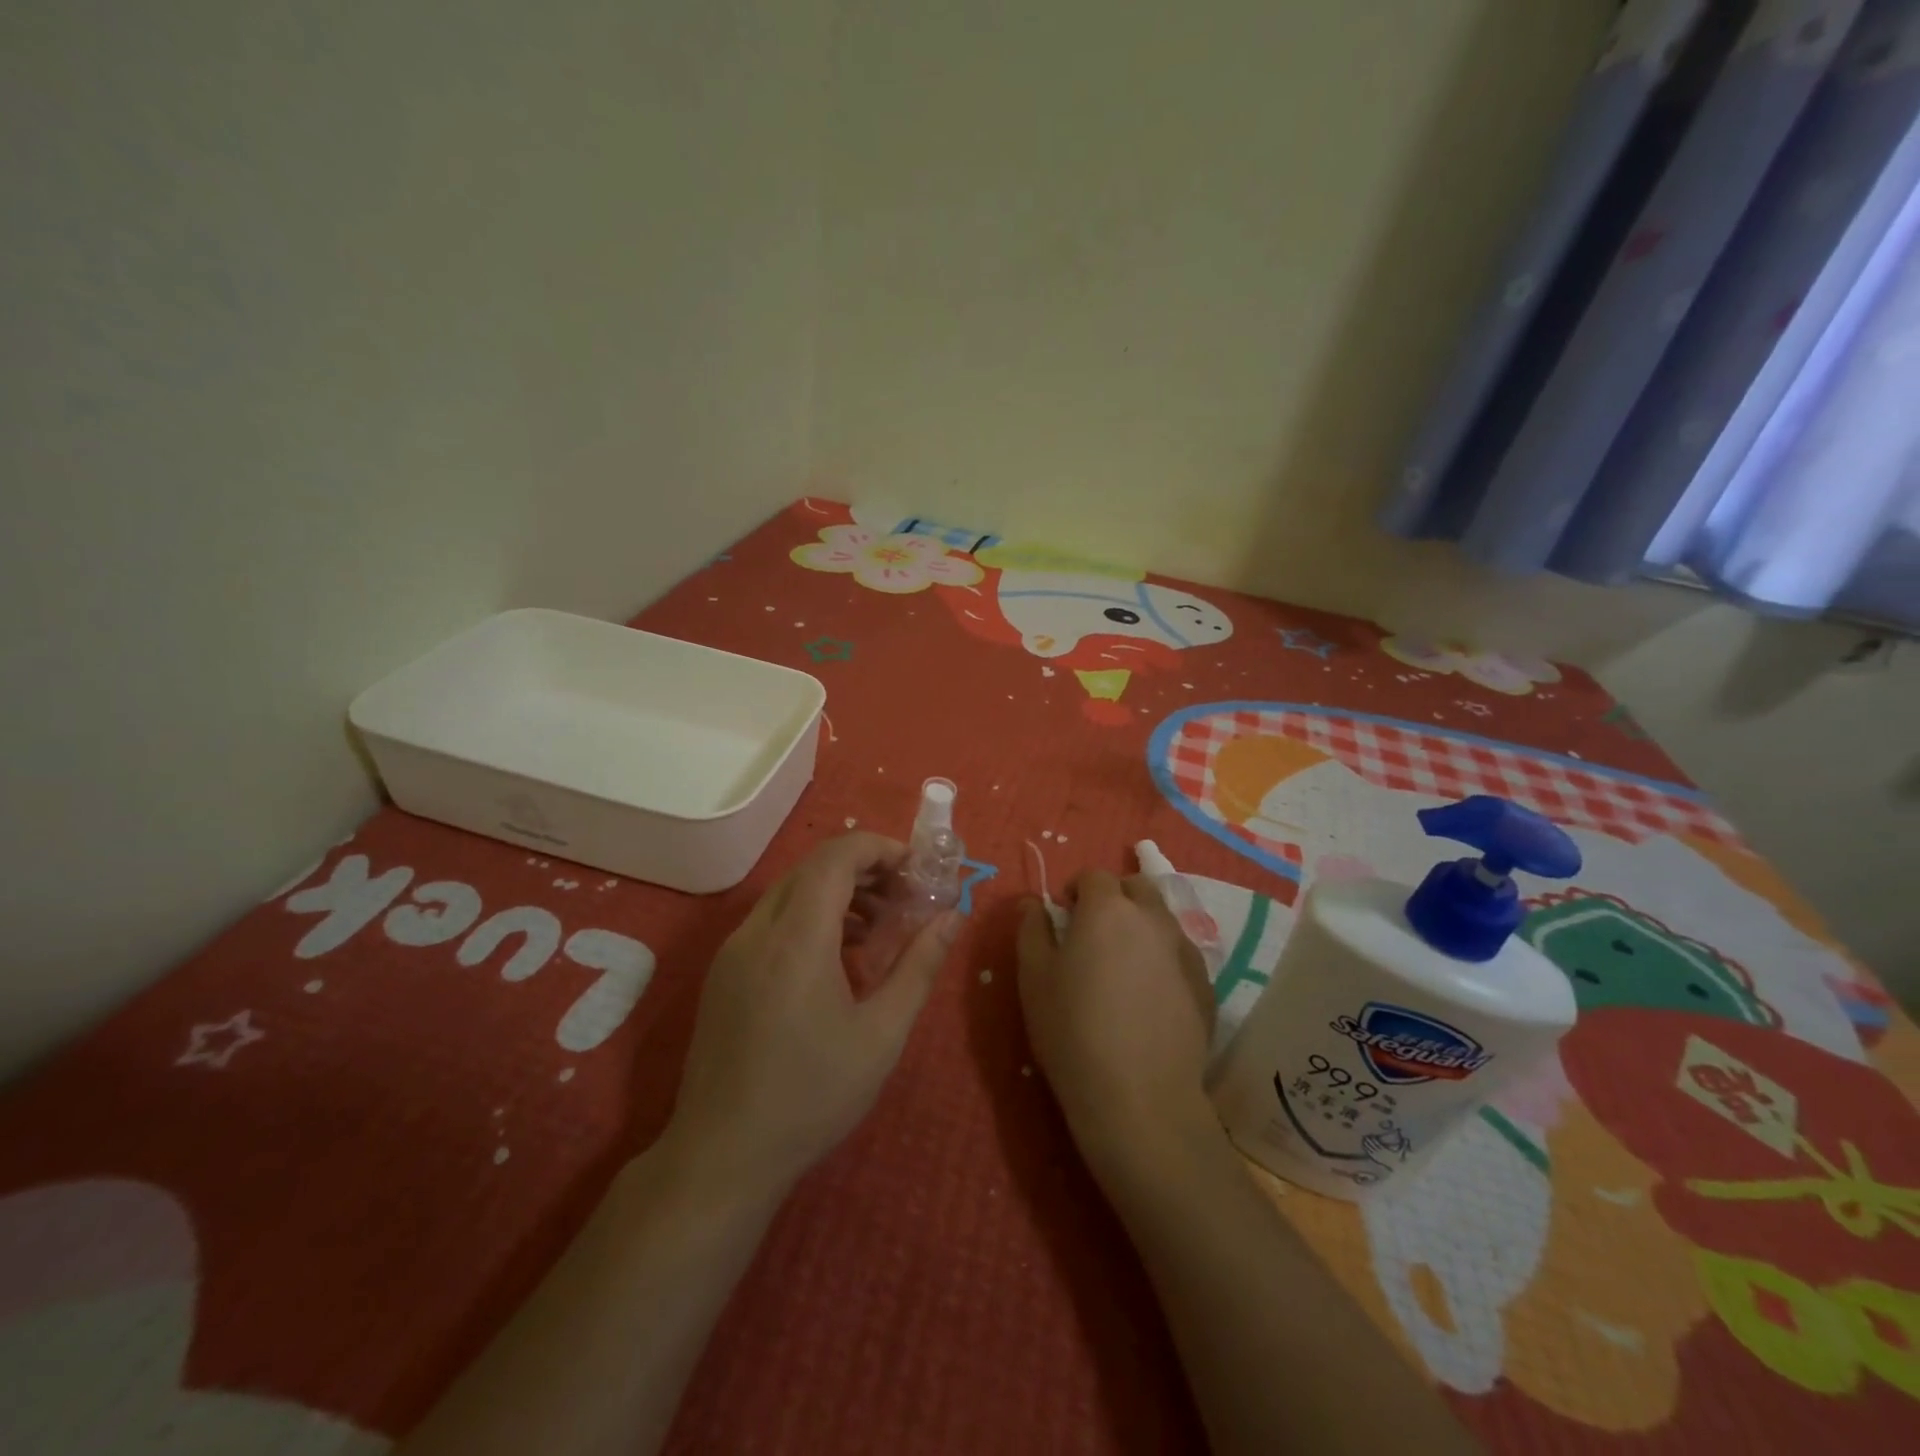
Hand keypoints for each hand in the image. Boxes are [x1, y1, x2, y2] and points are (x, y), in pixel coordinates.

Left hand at [666, 832, 960, 1201]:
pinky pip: (771, 919)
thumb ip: (920, 966)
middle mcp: (757, 931)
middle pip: (813, 868)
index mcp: (796, 939)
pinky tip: (837, 955)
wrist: (723, 1156)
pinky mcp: (724, 972)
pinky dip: (810, 915)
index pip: (836, 857)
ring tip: (878, 927)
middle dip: (864, 868)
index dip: (879, 848)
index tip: (916, 869)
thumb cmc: (812, 1096)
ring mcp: (733, 950)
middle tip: (905, 896)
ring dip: (837, 891)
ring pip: (790, 891)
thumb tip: (953, 917)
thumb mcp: (882, 1034)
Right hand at [1017, 872, 1215, 1167]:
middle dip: (1114, 898)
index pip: (1094, 875)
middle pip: (1137, 887)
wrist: (1139, 1098)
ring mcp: (1185, 951)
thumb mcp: (1033, 977)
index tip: (1064, 915)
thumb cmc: (1073, 1030)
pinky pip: (1180, 954)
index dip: (1076, 889)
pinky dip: (1163, 958)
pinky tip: (1148, 997)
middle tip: (1094, 933)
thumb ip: (1031, 929)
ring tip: (1122, 965)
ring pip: (1162, 919)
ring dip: (1141, 926)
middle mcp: (1153, 918)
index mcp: (1108, 909)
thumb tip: (1032, 902)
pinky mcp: (1206, 985)